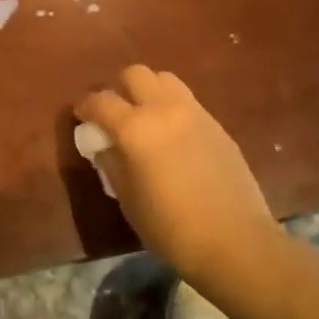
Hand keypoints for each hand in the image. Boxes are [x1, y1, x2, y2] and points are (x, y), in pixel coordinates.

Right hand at [75, 65, 275, 279]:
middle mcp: (163, 109)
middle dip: (118, 88)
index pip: (100, 101)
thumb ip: (111, 163)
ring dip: (149, 91)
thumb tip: (104, 145)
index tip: (82, 117)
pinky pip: (187, 102)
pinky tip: (173, 137)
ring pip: (164, 80)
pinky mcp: (217, 125)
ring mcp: (194, 113)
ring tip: (146, 118)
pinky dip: (172, 108)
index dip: (85, 107)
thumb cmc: (171, 228)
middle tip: (115, 113)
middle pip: (134, 74)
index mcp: (135, 128)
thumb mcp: (128, 199)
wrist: (236, 243)